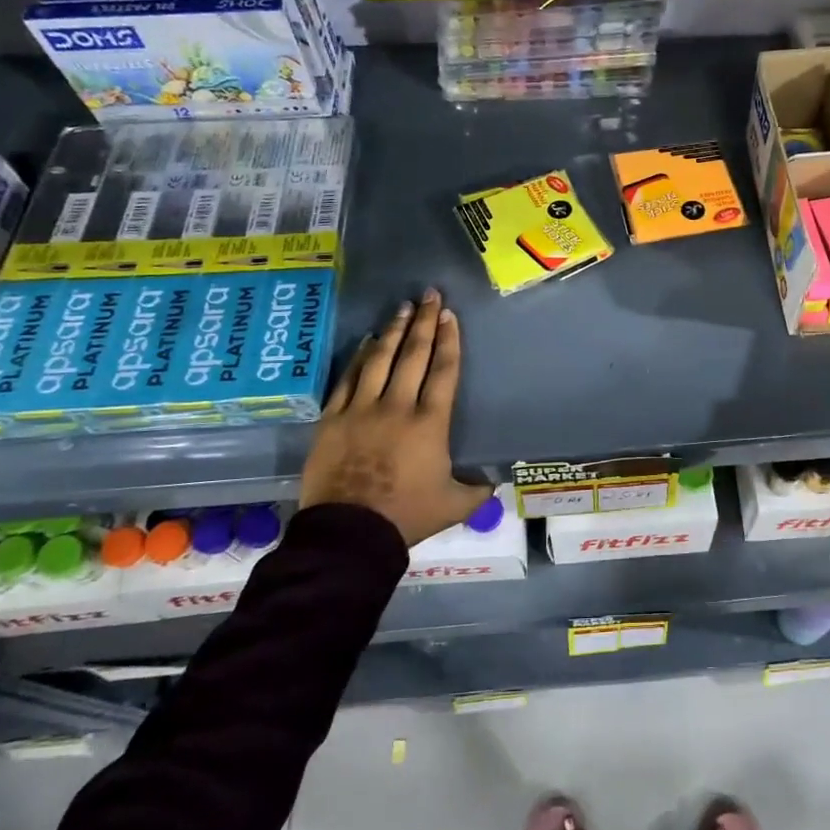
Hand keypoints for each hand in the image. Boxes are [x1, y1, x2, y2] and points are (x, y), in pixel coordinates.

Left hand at [300, 289, 490, 546]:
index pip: (443, 371)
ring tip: (403, 308)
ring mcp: (361, 410)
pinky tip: (366, 341)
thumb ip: (478, 488)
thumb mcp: (455, 505)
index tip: (449, 315)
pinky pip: (347, 379)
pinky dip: (358, 357)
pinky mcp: (332, 419)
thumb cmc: (407, 516)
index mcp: (430, 423)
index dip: (449, 340)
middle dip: (424, 323)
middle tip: (429, 295)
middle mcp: (397, 407)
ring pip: (379, 360)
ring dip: (393, 331)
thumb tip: (496, 479)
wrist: (349, 534)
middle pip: (413, 355)